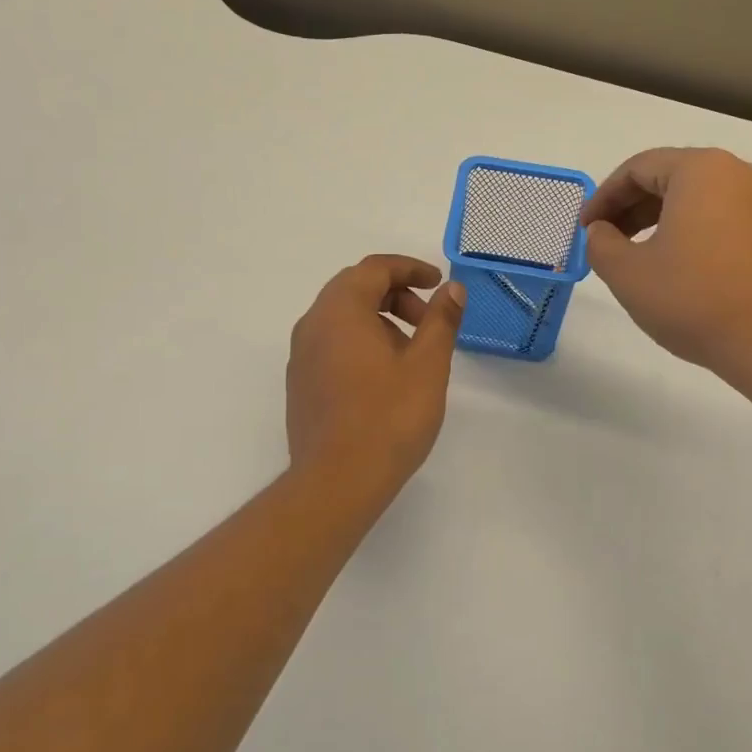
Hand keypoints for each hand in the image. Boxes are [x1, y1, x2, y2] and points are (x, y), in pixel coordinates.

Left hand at [286, 255, 466, 497]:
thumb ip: (441, 320)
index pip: (374, 268)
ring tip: (410, 354)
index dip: (410, 268)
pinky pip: (331, 343)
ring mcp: (301, 355)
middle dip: (396, 295)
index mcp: (340, 310)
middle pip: (355, 288)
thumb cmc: (388, 418)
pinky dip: (360, 341)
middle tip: (428, 321)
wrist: (337, 482)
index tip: (438, 284)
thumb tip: (452, 289)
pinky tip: (383, 377)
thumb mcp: (427, 365)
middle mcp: (313, 324)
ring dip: (378, 319)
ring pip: (342, 317)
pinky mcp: (300, 383)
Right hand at [581, 148, 751, 395]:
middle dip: (632, 208)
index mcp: (702, 170)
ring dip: (663, 222)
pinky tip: (683, 271)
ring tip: (640, 257)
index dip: (603, 197)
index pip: (638, 168)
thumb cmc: (696, 300)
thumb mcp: (628, 273)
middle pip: (673, 179)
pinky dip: (696, 235)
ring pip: (702, 201)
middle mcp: (742, 175)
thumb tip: (601, 232)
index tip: (585, 228)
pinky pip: (728, 222)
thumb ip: (601, 244)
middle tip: (606, 240)